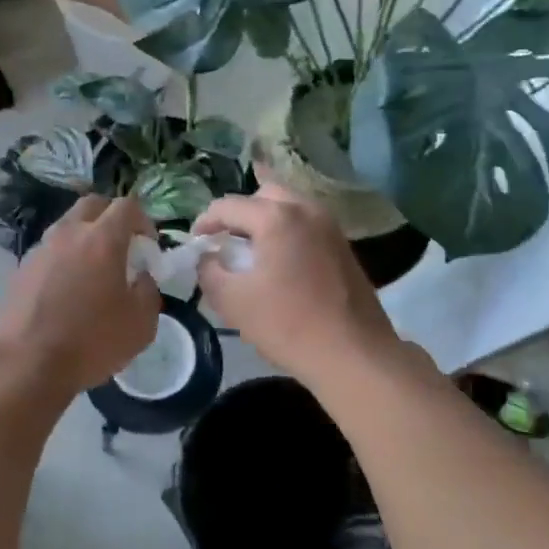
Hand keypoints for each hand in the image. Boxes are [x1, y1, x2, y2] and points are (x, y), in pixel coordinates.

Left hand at [0, 196, 159, 396]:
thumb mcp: (141, 324)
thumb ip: (149, 292)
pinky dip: (64, 258)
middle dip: (112, 218)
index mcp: (102, 239)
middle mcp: (69, 233)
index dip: (144, 221)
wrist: (26, 363)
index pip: (127, 206)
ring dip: (85, 237)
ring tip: (94, 270)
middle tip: (122, 247)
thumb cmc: (91, 341)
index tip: (148, 247)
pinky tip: (68, 290)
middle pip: (93, 205)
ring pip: (67, 226)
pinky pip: (50, 250)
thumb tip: (142, 279)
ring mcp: (41, 249)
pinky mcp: (22, 268)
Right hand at [196, 183, 400, 384]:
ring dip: (264, 221)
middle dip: (239, 213)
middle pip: (264, 194)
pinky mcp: (343, 246)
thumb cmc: (287, 324)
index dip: (205, 221)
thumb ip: (209, 270)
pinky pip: (306, 225)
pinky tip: (278, 263)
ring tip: (250, 251)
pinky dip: (286, 233)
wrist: (353, 354)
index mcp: (276, 217)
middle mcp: (306, 210)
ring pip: (289, 207)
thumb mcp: (231, 301)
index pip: (228, 205)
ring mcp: (330, 226)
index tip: (195, 243)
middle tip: (224, 240)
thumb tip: (209, 257)